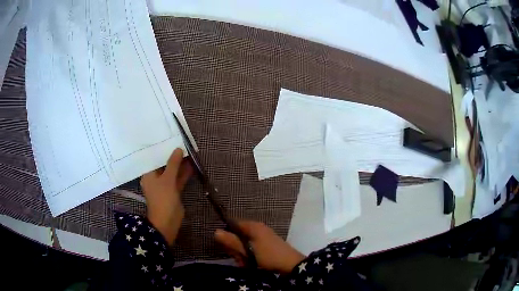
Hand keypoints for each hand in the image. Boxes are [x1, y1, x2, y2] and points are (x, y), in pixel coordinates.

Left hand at [140, 148, 192, 245]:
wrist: (167, 222)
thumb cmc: (162, 199)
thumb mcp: (167, 179)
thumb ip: (173, 164)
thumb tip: (178, 149)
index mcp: (148, 174)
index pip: (153, 158)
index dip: (161, 149)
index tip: (167, 138)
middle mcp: (155, 178)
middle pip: (163, 164)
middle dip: (172, 156)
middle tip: (180, 143)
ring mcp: (164, 185)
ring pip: (172, 172)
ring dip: (179, 164)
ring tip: (189, 152)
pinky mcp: (173, 191)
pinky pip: (178, 179)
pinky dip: (183, 174)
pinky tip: (192, 165)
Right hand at [215, 221, 304, 273]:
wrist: (291, 265)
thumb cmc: (268, 256)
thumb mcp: (248, 251)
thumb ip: (232, 242)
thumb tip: (216, 231)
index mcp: (253, 226)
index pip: (233, 224)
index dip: (227, 235)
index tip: (227, 248)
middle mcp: (258, 229)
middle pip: (238, 236)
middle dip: (236, 249)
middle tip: (240, 259)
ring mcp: (263, 237)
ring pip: (244, 245)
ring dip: (243, 256)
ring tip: (247, 264)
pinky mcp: (267, 246)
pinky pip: (252, 249)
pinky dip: (250, 257)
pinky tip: (252, 265)